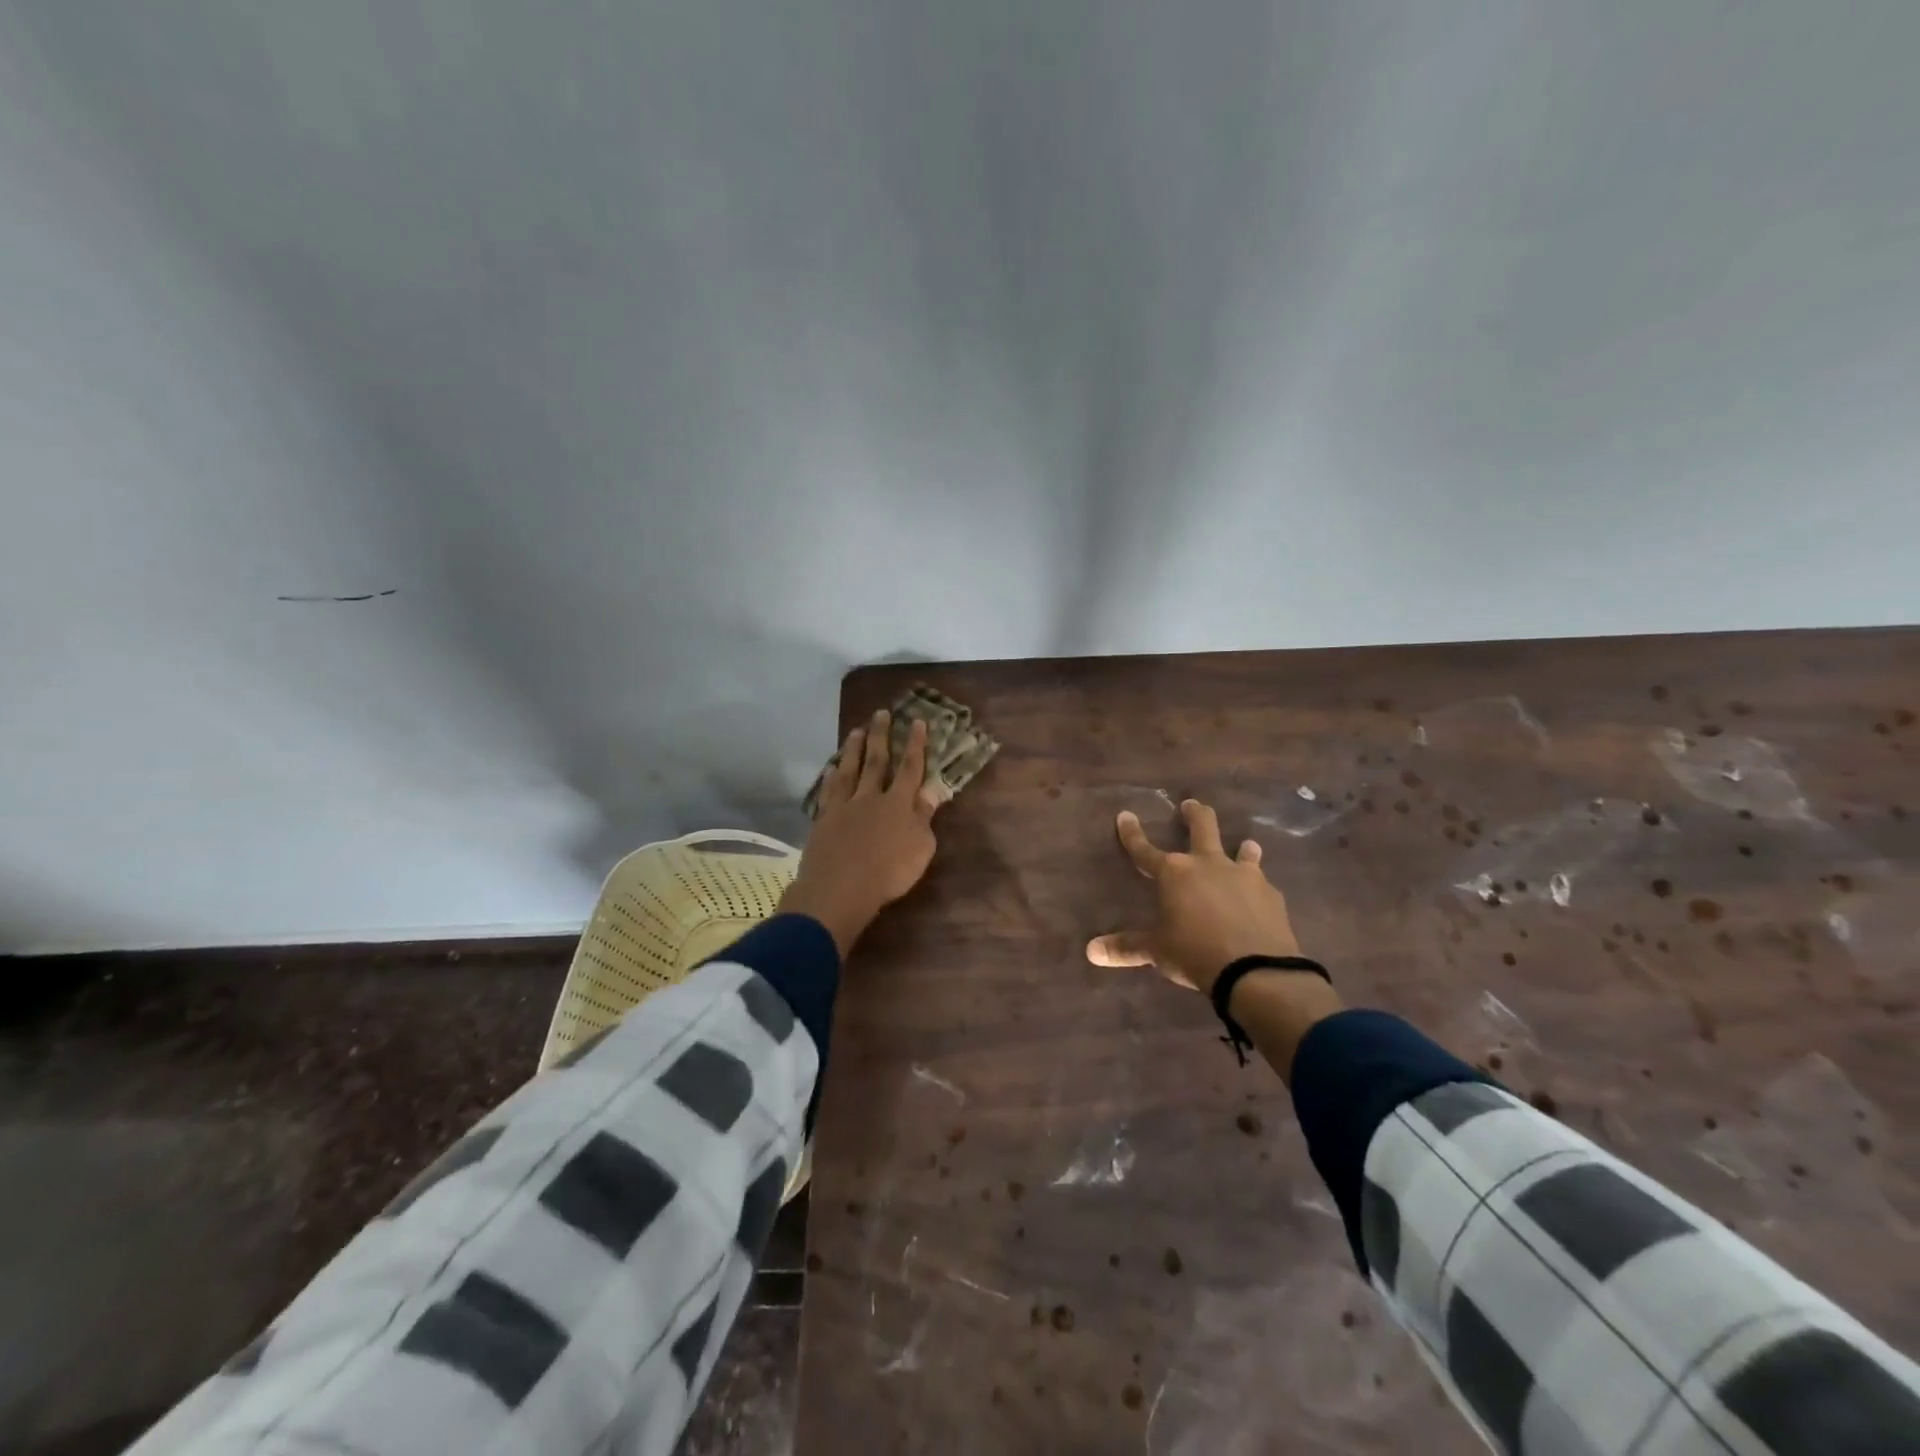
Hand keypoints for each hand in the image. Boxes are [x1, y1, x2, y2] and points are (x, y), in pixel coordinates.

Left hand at [777, 710, 945, 956]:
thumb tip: (930, 792)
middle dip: (881, 735)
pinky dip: (830, 778)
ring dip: (853, 749)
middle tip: (880, 713)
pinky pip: (828, 792)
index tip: (917, 721)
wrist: (840, 888)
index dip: (915, 744)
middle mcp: (871, 797)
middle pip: (877, 761)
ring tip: (856, 730)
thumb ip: (924, 817)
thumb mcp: (920, 848)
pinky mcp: (824, 819)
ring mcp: (845, 806)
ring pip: (850, 770)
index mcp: (899, 804)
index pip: (910, 768)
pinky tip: (831, 768)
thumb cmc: (889, 873)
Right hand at [1086, 798, 1302, 994]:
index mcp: (1174, 873)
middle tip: (1191, 805)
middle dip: (1195, 813)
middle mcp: (1208, 864)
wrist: (1256, 970)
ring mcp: (1244, 876)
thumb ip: (1127, 947)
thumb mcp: (1157, 951)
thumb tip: (1092, 951)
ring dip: (1242, 847)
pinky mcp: (1271, 894)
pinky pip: (1262, 884)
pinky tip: (1261, 897)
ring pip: (1243, 850)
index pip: (1145, 849)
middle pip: (1202, 826)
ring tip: (1246, 845)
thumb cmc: (1195, 954)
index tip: (1125, 815)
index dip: (1132, 833)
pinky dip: (1258, 887)